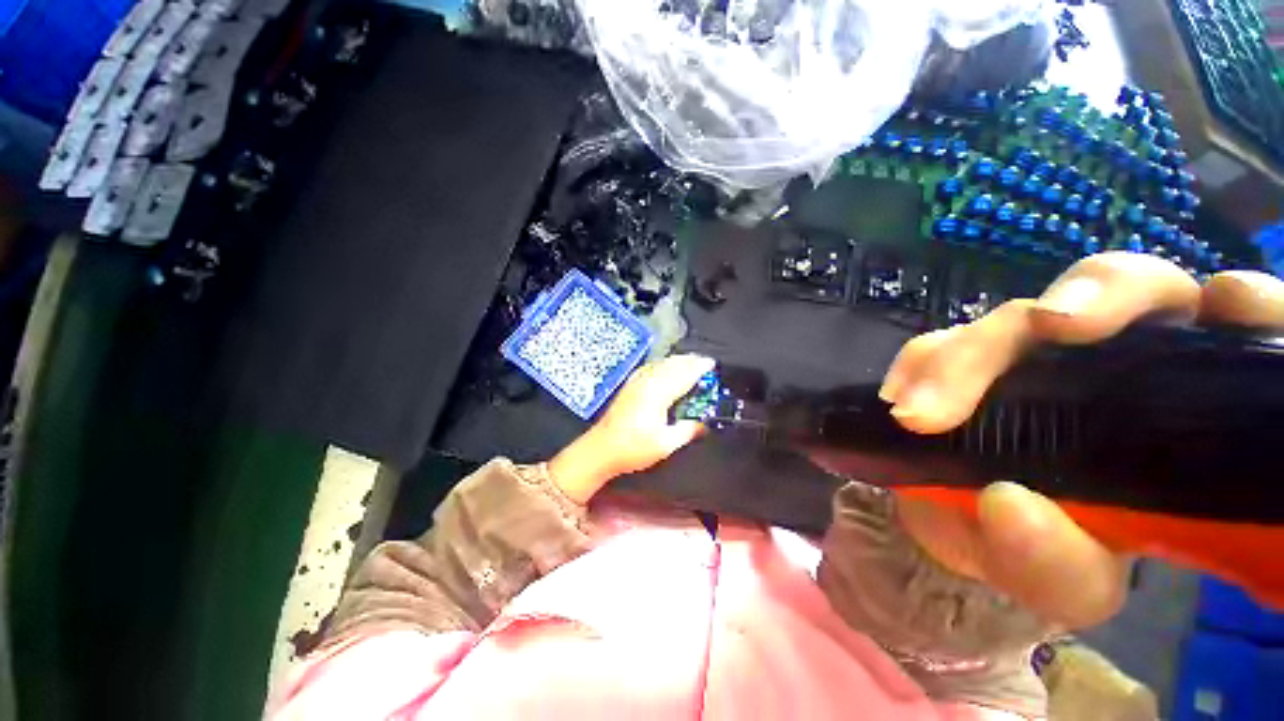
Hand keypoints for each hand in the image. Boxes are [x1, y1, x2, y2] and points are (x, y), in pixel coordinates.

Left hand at [548, 354, 715, 503]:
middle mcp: (647, 382)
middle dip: (690, 360)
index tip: (712, 364)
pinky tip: (663, 365)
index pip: (683, 375)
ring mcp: (636, 382)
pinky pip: (649, 367)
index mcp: (658, 394)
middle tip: (705, 361)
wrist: (601, 449)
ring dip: (677, 360)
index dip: (698, 368)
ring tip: (689, 361)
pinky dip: (661, 363)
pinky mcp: (629, 386)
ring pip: (660, 363)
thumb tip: (704, 425)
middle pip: (672, 365)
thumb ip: (686, 431)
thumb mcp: (665, 445)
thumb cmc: (633, 449)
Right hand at [880, 253, 1283, 627]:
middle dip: (1094, 297)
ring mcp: (1029, 356)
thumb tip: (1007, 504)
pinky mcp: (963, 361)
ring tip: (922, 411)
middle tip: (1049, 329)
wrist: (961, 529)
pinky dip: (920, 363)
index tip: (1226, 305)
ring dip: (971, 351)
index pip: (1235, 330)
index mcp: (1179, 408)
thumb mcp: (1065, 583)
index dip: (1245, 303)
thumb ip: (1056, 564)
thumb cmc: (1040, 557)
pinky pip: (939, 342)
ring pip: (1017, 315)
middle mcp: (1112, 362)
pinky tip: (900, 397)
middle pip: (1123, 287)